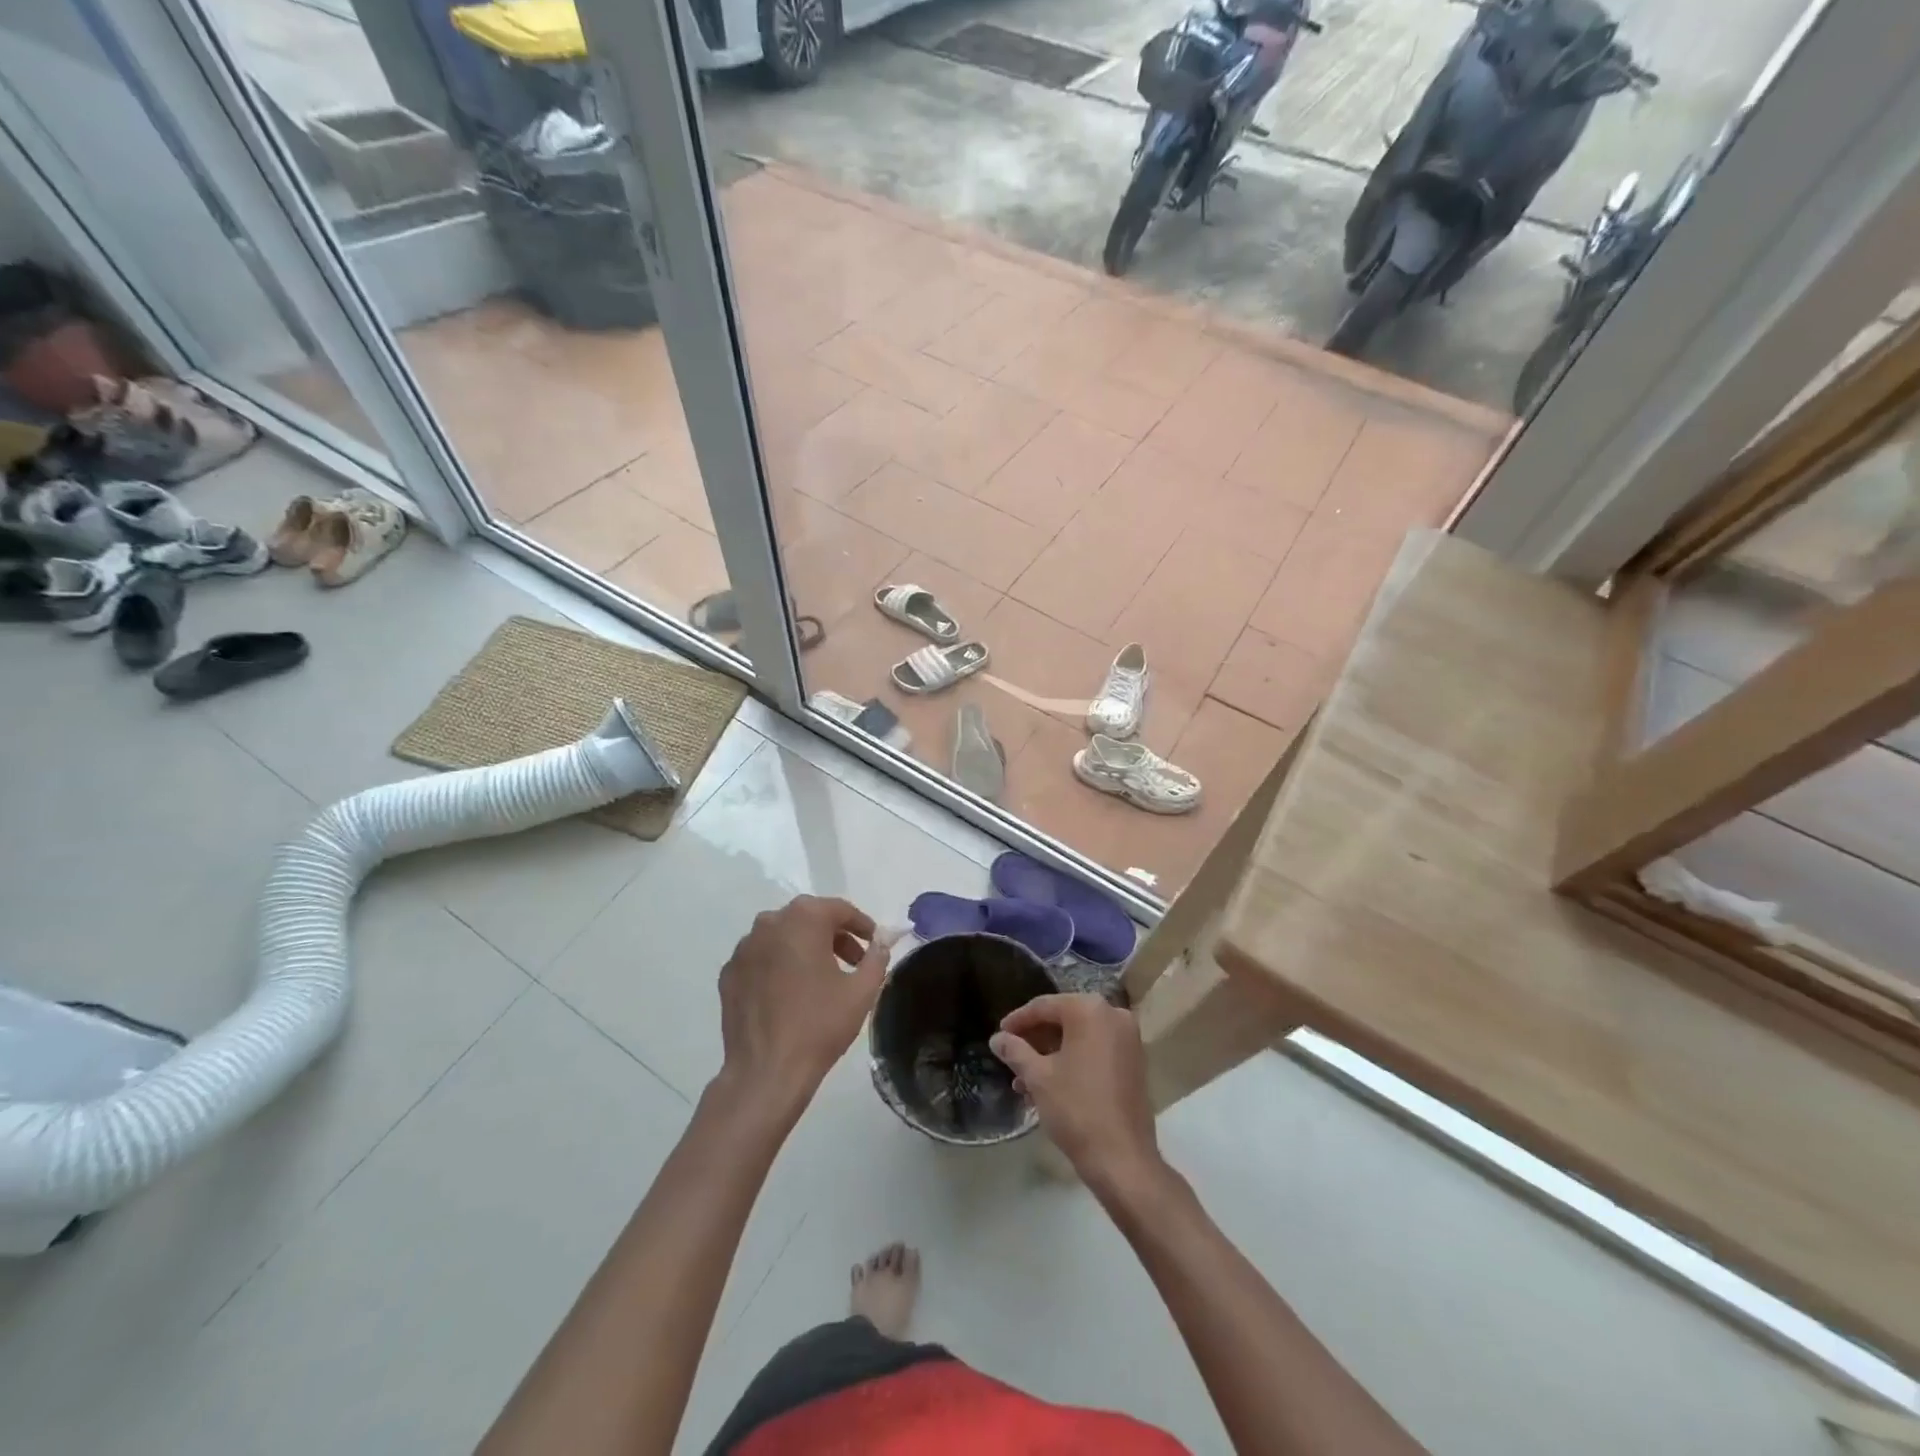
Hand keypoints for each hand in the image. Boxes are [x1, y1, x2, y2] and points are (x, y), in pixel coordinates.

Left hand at [716, 895, 892, 1114]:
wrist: (766, 1072)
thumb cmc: (819, 1025)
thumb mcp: (862, 991)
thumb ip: (877, 957)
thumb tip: (881, 942)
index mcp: (803, 919)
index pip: (840, 909)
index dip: (862, 925)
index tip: (875, 943)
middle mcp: (769, 923)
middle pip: (809, 919)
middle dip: (834, 936)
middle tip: (853, 962)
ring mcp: (744, 948)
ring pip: (783, 937)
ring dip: (805, 948)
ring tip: (822, 978)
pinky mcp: (729, 973)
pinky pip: (762, 958)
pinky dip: (779, 965)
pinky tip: (790, 993)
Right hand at [991, 994, 1161, 1197]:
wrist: (1122, 1158)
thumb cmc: (1076, 1108)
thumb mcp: (1038, 1077)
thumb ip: (1015, 1051)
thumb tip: (997, 1038)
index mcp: (1090, 1010)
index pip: (1044, 1006)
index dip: (1018, 1020)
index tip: (999, 1035)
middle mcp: (1113, 1015)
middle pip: (1063, 1019)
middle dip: (1034, 1040)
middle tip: (1011, 1057)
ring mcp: (1128, 1039)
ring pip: (1079, 1037)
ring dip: (1050, 1054)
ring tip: (1024, 1080)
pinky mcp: (1134, 1062)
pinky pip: (1095, 1050)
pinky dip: (1072, 1061)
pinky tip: (1049, 1085)